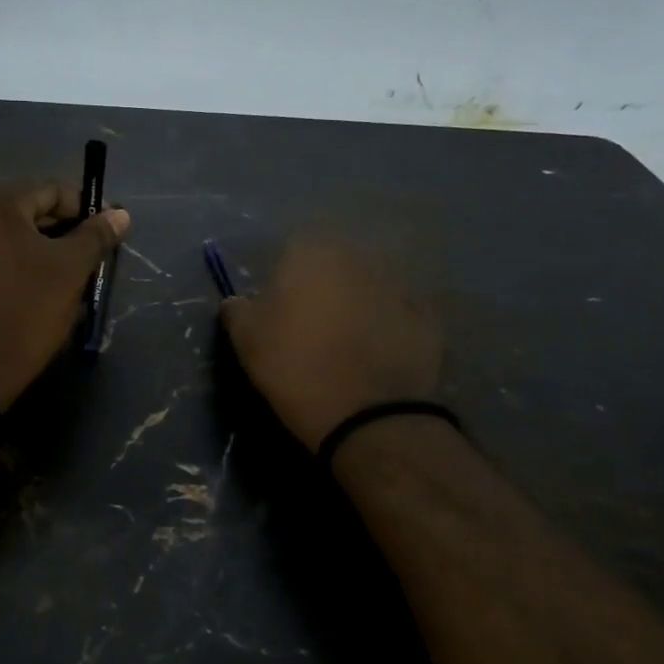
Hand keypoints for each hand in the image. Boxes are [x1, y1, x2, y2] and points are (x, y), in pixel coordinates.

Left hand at [0, 179, 129, 408]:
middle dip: (58, 227)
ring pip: (2, 230)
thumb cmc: (24, 311)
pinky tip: (27, 283)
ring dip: (34, 244)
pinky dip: (8, 258)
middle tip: (85, 254)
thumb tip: (120, 214)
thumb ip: (95, 236)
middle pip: (23, 206)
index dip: (84, 209)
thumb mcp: (69, 270)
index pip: (49, 188)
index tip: (106, 232)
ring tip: (60, 271)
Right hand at [219, 241, 441, 449]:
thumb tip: (236, 301)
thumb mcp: (246, 340)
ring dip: (359, 301)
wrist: (368, 415)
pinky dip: (389, 325)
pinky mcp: (427, 316)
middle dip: (326, 284)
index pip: (293, 248)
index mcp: (312, 252)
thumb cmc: (295, 367)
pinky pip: (399, 312)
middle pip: (336, 262)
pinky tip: (379, 352)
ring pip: (370, 284)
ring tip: (348, 339)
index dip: (285, 276)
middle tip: (313, 322)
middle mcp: (358, 256)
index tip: (280, 305)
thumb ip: (237, 310)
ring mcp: (399, 284)